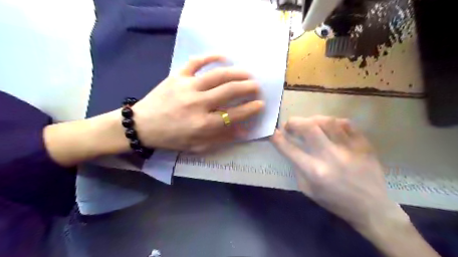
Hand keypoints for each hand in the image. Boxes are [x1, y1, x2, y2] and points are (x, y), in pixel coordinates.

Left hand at [132, 56, 264, 150]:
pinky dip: (211, 57)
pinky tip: (223, 56)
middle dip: (247, 88)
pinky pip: (196, 62)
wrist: (142, 125)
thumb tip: (243, 131)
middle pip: (229, 91)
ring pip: (217, 75)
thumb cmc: (171, 138)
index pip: (234, 114)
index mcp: (203, 124)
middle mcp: (197, 104)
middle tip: (257, 86)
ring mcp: (187, 87)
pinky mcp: (177, 76)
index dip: (250, 109)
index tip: (260, 104)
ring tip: (247, 73)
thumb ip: (221, 138)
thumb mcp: (197, 145)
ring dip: (236, 73)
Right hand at [269, 115, 405, 229]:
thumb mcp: (308, 190)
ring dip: (313, 120)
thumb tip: (289, 148)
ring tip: (309, 125)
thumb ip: (297, 167)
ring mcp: (349, 148)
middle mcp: (330, 157)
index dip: (277, 138)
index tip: (272, 131)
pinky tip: (329, 128)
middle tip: (290, 125)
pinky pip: (346, 124)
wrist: (371, 208)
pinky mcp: (363, 144)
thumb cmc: (335, 201)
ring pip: (327, 121)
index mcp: (315, 171)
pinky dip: (333, 122)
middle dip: (294, 122)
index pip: (289, 149)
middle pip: (309, 128)